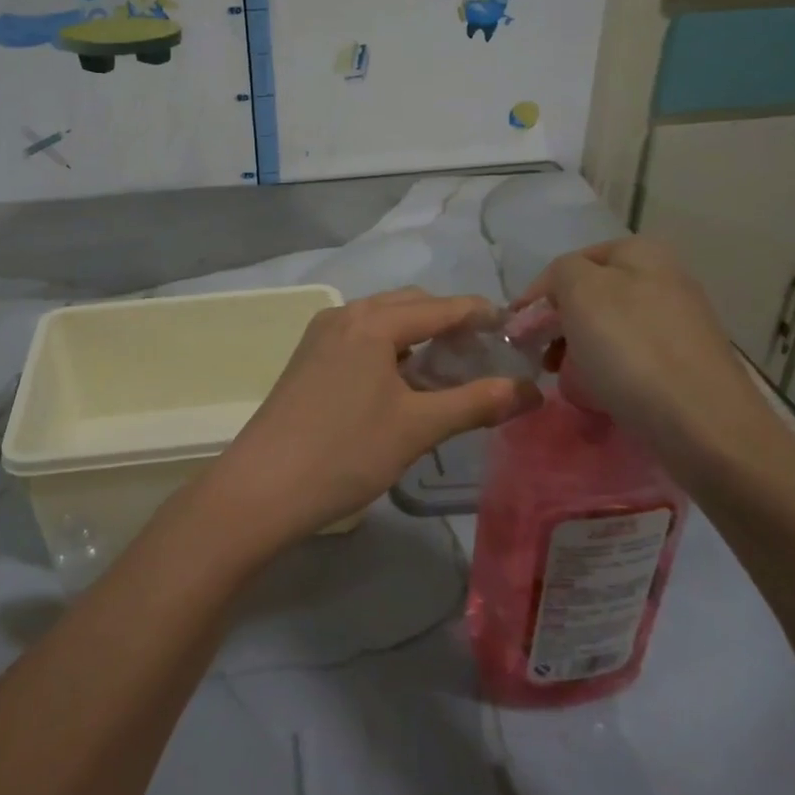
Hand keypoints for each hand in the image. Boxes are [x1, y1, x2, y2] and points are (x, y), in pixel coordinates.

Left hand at [199, 289, 538, 553]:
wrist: (262, 488)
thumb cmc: (345, 452)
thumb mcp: (418, 427)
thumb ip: (478, 403)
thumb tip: (533, 392)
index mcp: (372, 321)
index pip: (443, 307)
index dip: (483, 316)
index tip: (515, 335)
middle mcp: (344, 316)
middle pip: (411, 306)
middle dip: (450, 325)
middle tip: (484, 358)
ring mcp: (320, 337)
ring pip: (383, 324)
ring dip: (419, 339)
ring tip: (448, 374)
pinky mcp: (308, 361)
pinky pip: (361, 341)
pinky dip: (390, 352)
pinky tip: (403, 386)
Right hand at [520, 238, 779, 479]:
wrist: (702, 424)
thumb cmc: (631, 349)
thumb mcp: (581, 291)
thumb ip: (560, 273)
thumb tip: (558, 290)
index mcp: (642, 252)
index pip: (571, 263)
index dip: (539, 294)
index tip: (518, 331)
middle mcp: (665, 278)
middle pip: (590, 297)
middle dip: (560, 326)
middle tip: (541, 359)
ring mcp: (679, 322)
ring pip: (608, 331)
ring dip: (580, 353)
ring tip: (568, 381)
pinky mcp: (685, 363)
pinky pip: (631, 360)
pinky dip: (609, 374)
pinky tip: (601, 395)